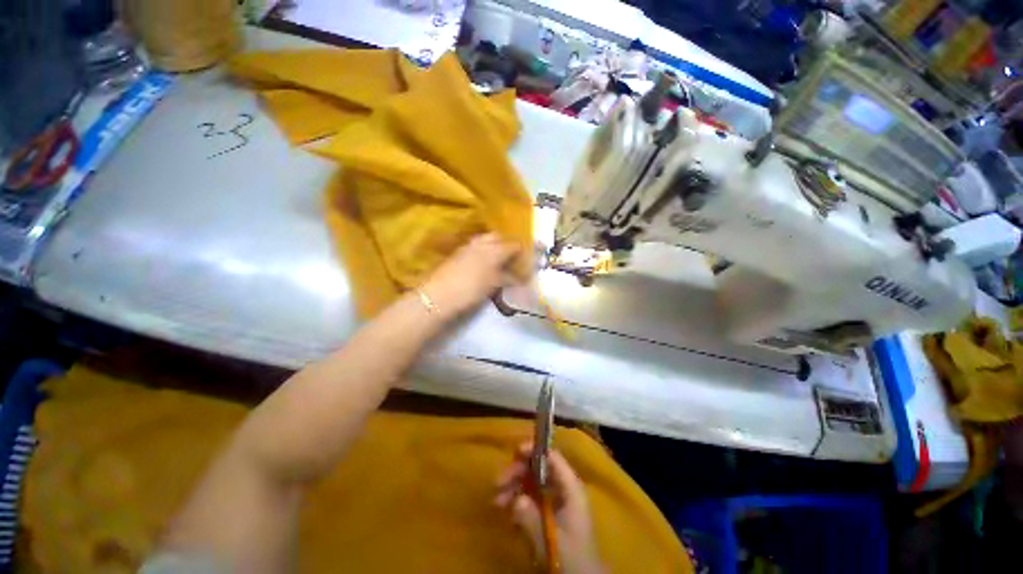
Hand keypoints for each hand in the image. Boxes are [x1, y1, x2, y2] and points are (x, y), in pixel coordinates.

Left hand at [421, 233, 519, 316]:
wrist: (439, 296)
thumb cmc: (471, 289)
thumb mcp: (494, 285)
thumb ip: (508, 278)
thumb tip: (520, 277)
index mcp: (494, 249)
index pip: (514, 244)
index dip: (522, 250)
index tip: (528, 258)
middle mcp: (481, 243)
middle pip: (498, 237)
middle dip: (506, 244)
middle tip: (511, 258)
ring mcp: (467, 247)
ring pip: (484, 240)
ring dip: (493, 247)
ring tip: (498, 261)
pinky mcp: (457, 254)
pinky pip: (475, 248)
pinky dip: (482, 252)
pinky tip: (483, 264)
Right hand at [495, 443, 605, 573]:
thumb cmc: (572, 556)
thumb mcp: (551, 538)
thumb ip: (533, 519)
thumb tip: (515, 499)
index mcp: (570, 487)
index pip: (552, 457)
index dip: (534, 450)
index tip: (515, 452)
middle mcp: (564, 487)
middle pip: (538, 468)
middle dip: (517, 472)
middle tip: (497, 483)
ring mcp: (557, 499)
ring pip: (533, 482)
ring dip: (514, 487)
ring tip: (497, 502)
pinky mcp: (550, 511)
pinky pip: (532, 497)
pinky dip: (518, 500)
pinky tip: (507, 512)